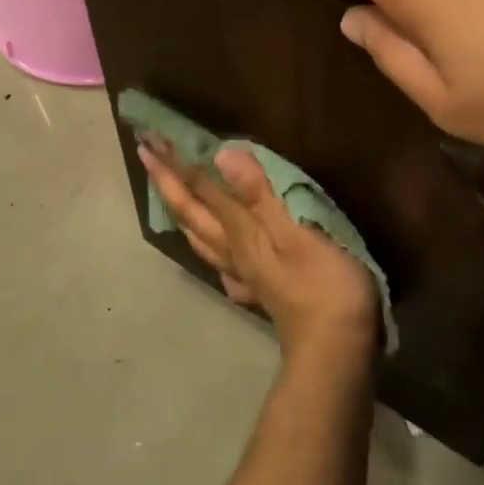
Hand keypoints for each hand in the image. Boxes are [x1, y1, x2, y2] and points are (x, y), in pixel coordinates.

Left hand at [138, 140, 380, 361]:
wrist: (337, 346)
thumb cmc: (324, 282)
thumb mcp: (297, 231)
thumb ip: (259, 194)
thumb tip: (222, 154)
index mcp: (241, 231)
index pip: (201, 189)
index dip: (177, 163)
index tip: (150, 138)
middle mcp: (234, 251)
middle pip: (193, 213)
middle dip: (168, 182)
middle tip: (147, 154)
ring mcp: (246, 275)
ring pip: (203, 240)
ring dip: (183, 214)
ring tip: (170, 199)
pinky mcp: (263, 293)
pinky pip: (226, 268)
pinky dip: (214, 256)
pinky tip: (219, 260)